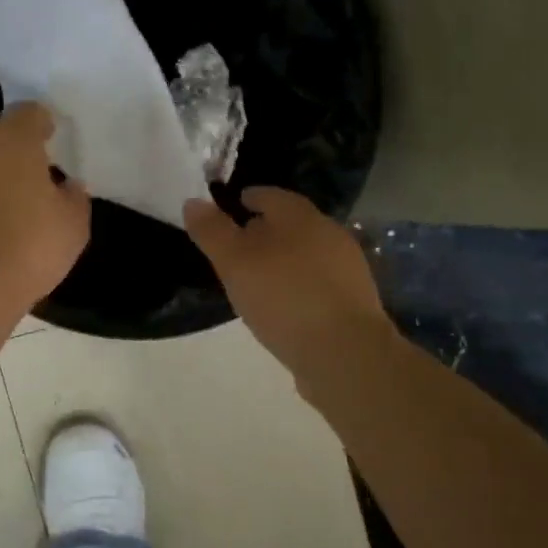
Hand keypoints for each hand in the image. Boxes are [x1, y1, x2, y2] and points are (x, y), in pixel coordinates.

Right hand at [184, 187, 391, 375]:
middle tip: (238, 245)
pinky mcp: (355, 300)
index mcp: (300, 216)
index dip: (248, 198)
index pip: (271, 195)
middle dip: (265, 229)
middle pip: (291, 223)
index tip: (230, 207)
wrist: (344, 352)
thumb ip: (212, 231)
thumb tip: (192, 201)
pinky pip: (318, 280)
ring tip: (258, 276)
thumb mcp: (234, 263)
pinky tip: (284, 302)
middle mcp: (329, 233)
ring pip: (306, 252)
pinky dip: (298, 283)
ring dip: (283, 258)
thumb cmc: (283, 297)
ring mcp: (347, 267)